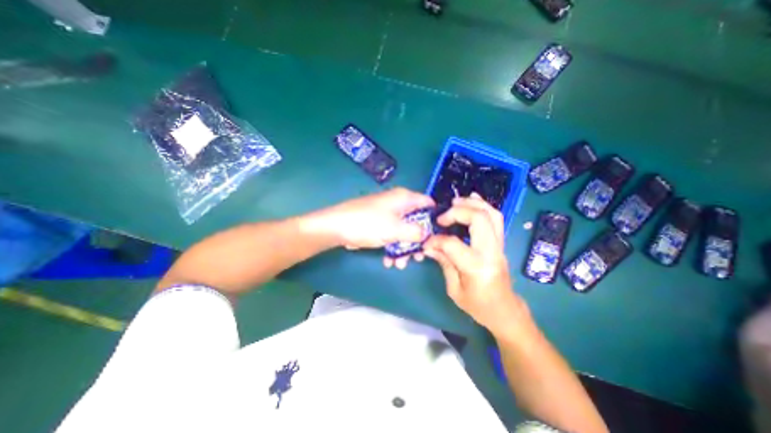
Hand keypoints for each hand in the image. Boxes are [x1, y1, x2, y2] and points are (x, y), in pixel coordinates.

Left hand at [315, 188, 432, 257]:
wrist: (337, 227)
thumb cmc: (369, 224)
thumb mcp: (397, 229)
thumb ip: (417, 232)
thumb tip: (428, 234)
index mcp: (404, 198)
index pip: (428, 203)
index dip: (435, 219)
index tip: (438, 236)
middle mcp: (398, 204)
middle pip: (416, 221)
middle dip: (418, 241)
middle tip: (419, 257)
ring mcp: (387, 214)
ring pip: (404, 231)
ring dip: (404, 248)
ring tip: (400, 265)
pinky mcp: (378, 224)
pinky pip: (391, 235)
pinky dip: (392, 247)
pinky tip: (389, 261)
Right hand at [422, 194, 523, 335]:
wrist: (505, 311)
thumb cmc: (478, 306)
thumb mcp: (454, 289)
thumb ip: (444, 262)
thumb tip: (429, 245)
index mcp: (477, 267)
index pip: (453, 244)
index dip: (436, 240)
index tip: (426, 242)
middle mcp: (491, 252)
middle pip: (479, 219)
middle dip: (458, 212)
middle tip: (442, 216)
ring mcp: (499, 246)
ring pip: (492, 215)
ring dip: (473, 204)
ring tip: (455, 202)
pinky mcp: (501, 243)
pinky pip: (496, 219)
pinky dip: (484, 207)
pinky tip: (473, 200)